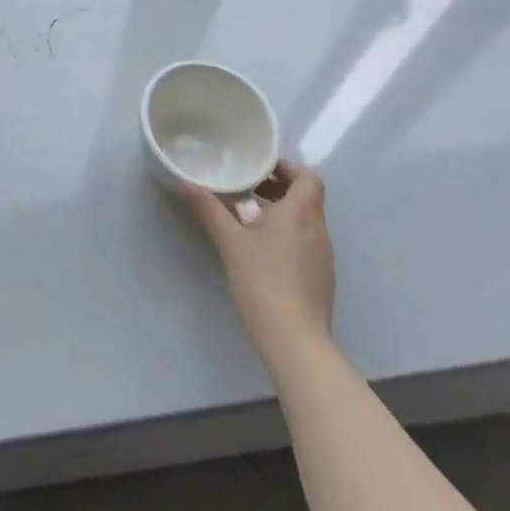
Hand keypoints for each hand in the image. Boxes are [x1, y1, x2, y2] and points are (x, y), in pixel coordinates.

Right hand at [185, 162, 336, 366]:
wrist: (295, 341)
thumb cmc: (263, 281)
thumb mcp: (230, 242)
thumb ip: (209, 209)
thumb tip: (186, 183)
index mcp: (301, 213)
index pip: (308, 177)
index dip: (287, 169)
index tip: (260, 171)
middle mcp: (318, 230)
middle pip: (307, 197)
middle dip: (279, 189)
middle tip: (248, 189)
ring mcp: (323, 257)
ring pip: (307, 221)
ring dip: (283, 213)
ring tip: (250, 218)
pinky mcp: (322, 279)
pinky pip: (307, 244)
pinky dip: (289, 236)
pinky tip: (263, 252)